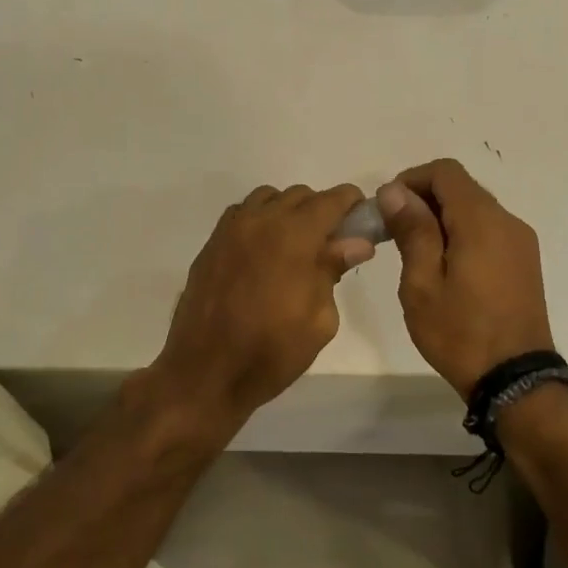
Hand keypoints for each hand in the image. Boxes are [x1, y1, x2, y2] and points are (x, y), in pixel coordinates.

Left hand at [151, 183, 374, 429]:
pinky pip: (241, 215)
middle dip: (321, 210)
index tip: (362, 217)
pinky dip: (260, 221)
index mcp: (293, 236)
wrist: (205, 372)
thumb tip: (355, 243)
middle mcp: (260, 221)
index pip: (331, 200)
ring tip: (296, 246)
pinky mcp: (210, 246)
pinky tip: (264, 252)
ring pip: (267, 199)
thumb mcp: (319, 319)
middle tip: (332, 243)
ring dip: (288, 212)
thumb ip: (333, 271)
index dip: (351, 203)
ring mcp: (230, 231)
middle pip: (299, 195)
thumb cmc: (271, 352)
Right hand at [378, 159, 554, 400]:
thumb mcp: (422, 284)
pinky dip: (461, 234)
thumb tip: (394, 191)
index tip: (387, 208)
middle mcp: (507, 222)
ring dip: (442, 218)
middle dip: (423, 200)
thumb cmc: (459, 333)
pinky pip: (488, 231)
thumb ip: (412, 231)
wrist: (514, 380)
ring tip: (415, 253)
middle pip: (461, 188)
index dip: (411, 180)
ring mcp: (520, 242)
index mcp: (482, 222)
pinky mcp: (524, 262)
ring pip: (475, 210)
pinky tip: (444, 268)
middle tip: (393, 233)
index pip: (445, 172)